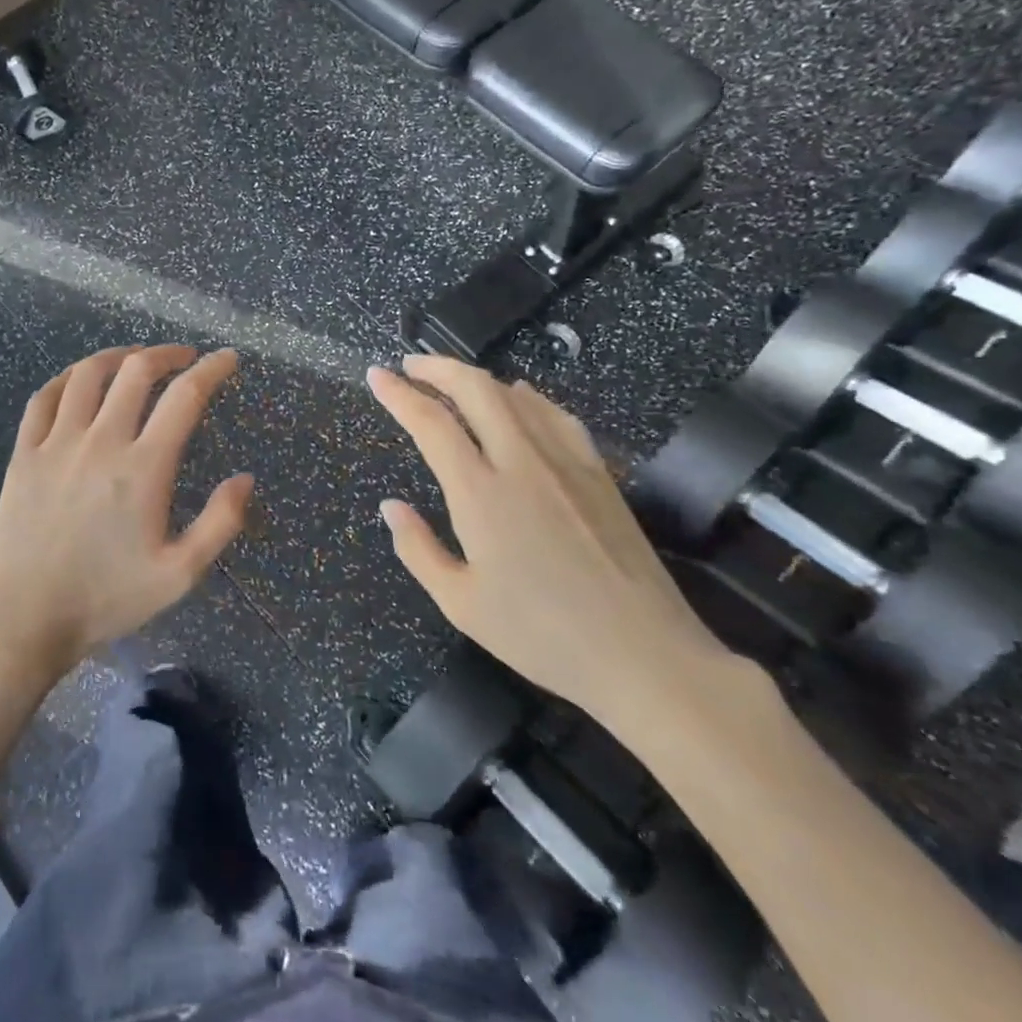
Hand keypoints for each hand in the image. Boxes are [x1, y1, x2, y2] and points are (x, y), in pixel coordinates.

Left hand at [0, 345, 253, 697]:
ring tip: (135, 360)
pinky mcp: (24, 453)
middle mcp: (101, 442)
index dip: (212, 370)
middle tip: (184, 358)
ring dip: (117, 357)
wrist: (26, 617)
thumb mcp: (179, 574)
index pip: (185, 397)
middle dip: (166, 354)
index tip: (228, 359)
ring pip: (87, 375)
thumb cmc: (108, 598)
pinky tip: (79, 381)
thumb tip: (245, 478)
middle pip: (136, 371)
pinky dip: (66, 378)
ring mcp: (57, 443)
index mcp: (144, 468)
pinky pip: (44, 397)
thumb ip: (220, 523)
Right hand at [367, 355, 730, 734]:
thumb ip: (418, 549)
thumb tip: (391, 506)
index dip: (399, 394)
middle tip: (410, 365)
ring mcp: (566, 462)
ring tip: (453, 382)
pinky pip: (556, 415)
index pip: (431, 423)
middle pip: (476, 389)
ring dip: (477, 378)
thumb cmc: (542, 636)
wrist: (645, 655)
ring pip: (516, 395)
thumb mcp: (461, 604)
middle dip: (437, 367)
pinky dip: (526, 397)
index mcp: (480, 494)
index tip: (376, 376)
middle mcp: (522, 462)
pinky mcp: (598, 473)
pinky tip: (520, 400)